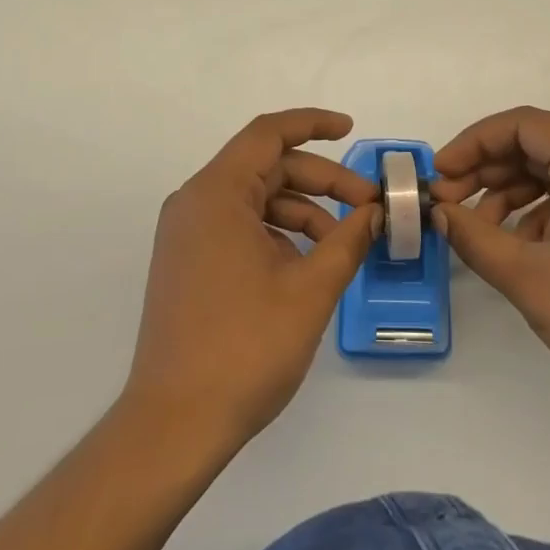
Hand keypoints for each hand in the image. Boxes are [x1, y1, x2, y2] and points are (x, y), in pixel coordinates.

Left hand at [122, 110, 379, 452]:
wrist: (174, 425)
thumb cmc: (245, 348)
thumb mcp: (310, 290)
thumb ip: (348, 240)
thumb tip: (375, 211)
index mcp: (216, 193)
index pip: (268, 134)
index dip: (313, 124)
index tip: (351, 130)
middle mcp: (195, 202)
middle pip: (266, 167)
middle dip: (321, 181)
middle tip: (367, 206)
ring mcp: (187, 233)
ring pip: (255, 199)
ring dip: (302, 211)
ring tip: (342, 244)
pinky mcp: (188, 261)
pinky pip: (239, 226)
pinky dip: (277, 233)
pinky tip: (306, 266)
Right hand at [432, 106, 549, 435]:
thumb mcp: (527, 276)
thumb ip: (472, 235)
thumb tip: (436, 211)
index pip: (521, 125)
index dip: (472, 143)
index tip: (439, 175)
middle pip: (535, 144)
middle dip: (485, 170)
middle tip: (447, 203)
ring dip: (507, 193)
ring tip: (475, 229)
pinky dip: (535, 213)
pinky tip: (514, 246)